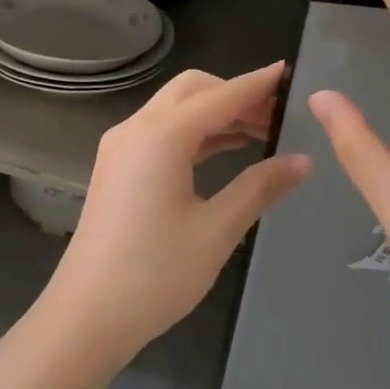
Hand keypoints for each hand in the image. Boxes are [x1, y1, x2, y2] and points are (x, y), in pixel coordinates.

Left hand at [15, 63, 312, 382]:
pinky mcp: (116, 170)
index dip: (257, 84)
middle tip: (278, 114)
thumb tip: (302, 161)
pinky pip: (161, 134)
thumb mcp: (217, 230)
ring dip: (215, 114)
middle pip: (192, 91)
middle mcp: (135, 130)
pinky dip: (195, 134)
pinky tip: (225, 150)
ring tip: (262, 132)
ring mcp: (120, 149)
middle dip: (235, 94)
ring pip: (175, 111)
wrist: (87, 316)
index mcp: (160, 136)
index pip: (219, 96)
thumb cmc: (155, 274)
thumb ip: (260, 187)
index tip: (290, 72)